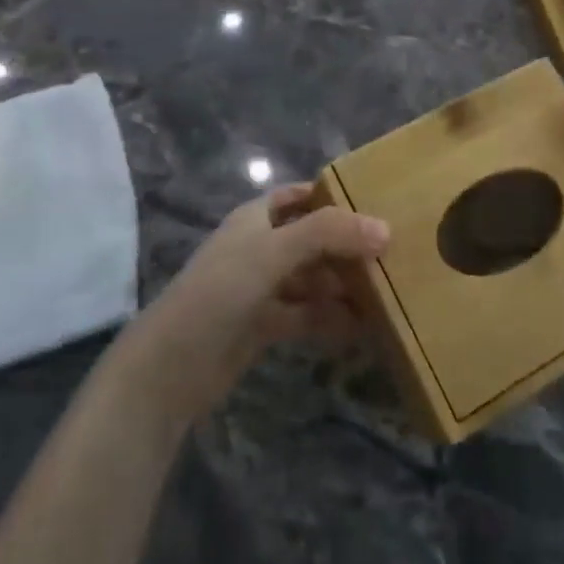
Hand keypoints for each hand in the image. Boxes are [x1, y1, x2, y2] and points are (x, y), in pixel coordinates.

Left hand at [126, 184, 389, 420]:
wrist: (172, 367)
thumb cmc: (221, 291)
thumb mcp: (274, 251)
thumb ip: (329, 234)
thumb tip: (385, 229)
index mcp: (255, 218)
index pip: (299, 196)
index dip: (332, 197)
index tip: (373, 205)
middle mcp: (259, 248)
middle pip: (310, 239)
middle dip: (345, 246)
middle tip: (391, 254)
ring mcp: (260, 288)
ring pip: (310, 279)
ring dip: (341, 285)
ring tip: (385, 292)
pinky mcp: (262, 326)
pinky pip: (305, 314)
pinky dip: (330, 318)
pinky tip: (362, 327)